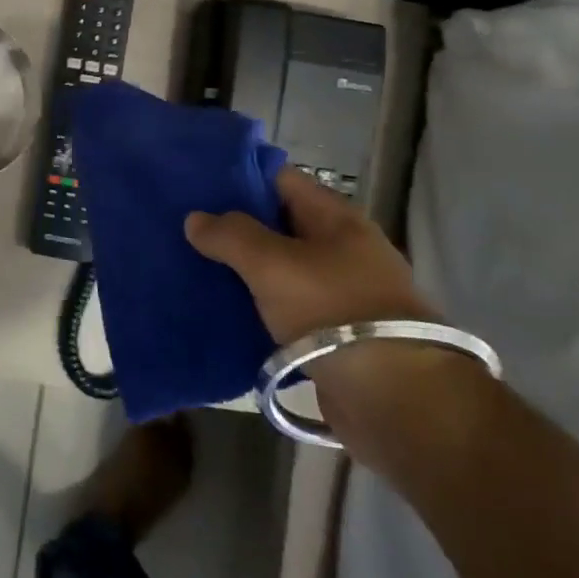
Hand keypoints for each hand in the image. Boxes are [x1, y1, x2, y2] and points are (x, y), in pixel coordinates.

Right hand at [187, 169, 482, 460]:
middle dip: (232, 225)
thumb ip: (231, 236)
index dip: (238, 176)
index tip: (195, 182)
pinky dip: (253, 307)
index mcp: (335, 219)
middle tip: (182, 225)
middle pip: (276, 224)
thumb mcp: (273, 264)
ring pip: (276, 269)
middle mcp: (340, 249)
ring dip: (239, 269)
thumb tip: (195, 219)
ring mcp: (338, 294)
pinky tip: (217, 309)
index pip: (279, 179)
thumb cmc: (334, 313)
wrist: (395, 401)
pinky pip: (282, 309)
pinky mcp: (331, 335)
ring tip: (190, 265)